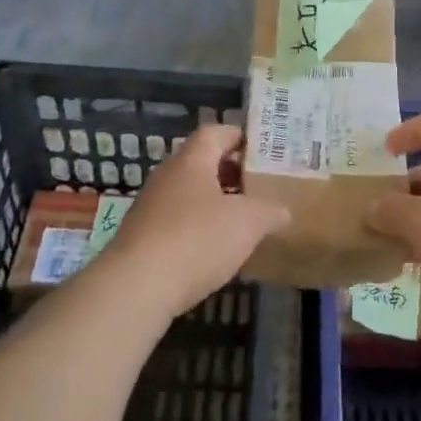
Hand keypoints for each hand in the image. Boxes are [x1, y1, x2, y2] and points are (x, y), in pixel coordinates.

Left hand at [100, 125, 287, 316]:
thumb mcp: (247, 223)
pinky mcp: (141, 238)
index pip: (215, 133)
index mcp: (191, 161)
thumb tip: (283, 210)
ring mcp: (150, 208)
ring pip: (188, 195)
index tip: (261, 150)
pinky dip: (197, 230)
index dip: (238, 136)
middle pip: (201, 164)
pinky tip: (214, 251)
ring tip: (241, 222)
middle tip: (258, 187)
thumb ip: (269, 211)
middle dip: (230, 174)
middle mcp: (167, 177)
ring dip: (214, 204)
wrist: (136, 286)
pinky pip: (176, 223)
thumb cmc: (196, 239)